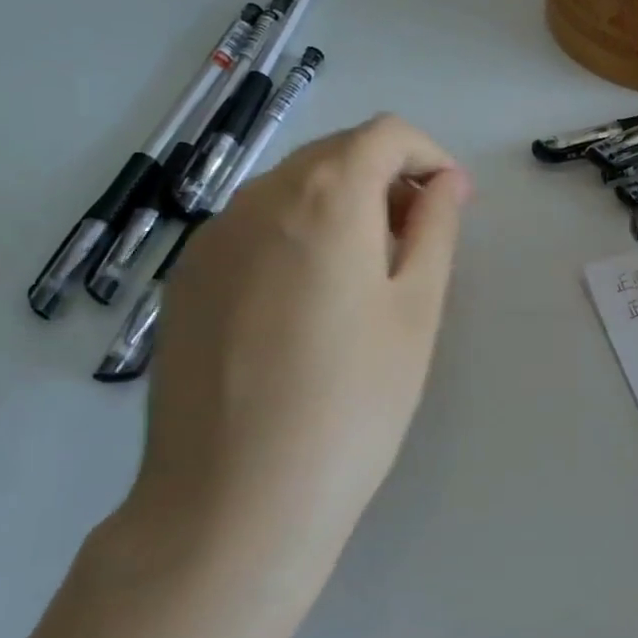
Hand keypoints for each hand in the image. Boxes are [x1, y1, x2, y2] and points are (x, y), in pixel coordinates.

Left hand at [123, 115, 471, 596]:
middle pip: (334, 154)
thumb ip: (435, 230)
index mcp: (325, 198)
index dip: (428, 156)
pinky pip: (253, 229)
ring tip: (365, 278)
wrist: (234, 502)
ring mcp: (211, 239)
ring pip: (290, 189)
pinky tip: (306, 305)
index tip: (451, 204)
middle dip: (386, 179)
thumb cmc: (353, 403)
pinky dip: (294, 236)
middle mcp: (258, 199)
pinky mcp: (186, 281)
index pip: (384, 134)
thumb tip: (446, 183)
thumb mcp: (415, 311)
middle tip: (417, 243)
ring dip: (340, 206)